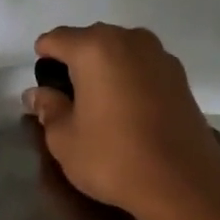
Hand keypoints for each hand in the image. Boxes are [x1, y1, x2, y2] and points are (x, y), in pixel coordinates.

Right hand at [22, 24, 219, 219]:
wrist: (183, 181)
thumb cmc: (114, 157)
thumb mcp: (65, 139)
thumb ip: (49, 109)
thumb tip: (36, 94)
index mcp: (94, 48)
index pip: (57, 39)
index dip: (44, 58)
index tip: (43, 85)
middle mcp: (129, 40)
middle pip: (91, 39)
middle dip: (76, 61)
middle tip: (68, 98)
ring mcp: (159, 55)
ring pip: (121, 50)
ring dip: (106, 68)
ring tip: (99, 103)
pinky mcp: (180, 76)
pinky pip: (143, 67)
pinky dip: (131, 79)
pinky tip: (128, 109)